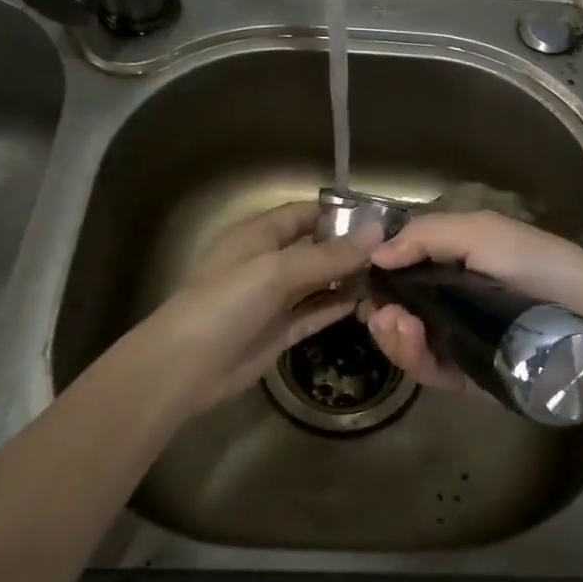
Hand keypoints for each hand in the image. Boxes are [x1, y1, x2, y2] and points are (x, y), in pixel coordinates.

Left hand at [98, 202, 378, 422]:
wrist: (184, 369)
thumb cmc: (225, 304)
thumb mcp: (276, 271)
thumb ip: (327, 254)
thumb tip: (378, 234)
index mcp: (259, 235)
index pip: (305, 213)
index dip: (339, 213)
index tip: (382, 218)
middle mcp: (269, 262)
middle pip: (316, 247)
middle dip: (351, 247)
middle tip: (398, 252)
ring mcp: (275, 298)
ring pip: (319, 281)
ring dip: (349, 278)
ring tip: (393, 277)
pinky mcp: (280, 331)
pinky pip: (316, 312)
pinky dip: (339, 306)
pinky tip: (369, 303)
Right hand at [361, 211, 582, 428]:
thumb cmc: (543, 270)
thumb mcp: (486, 233)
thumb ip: (428, 236)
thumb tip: (376, 253)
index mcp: (463, 261)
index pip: (408, 265)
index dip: (381, 269)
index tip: (361, 274)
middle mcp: (458, 300)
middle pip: (402, 306)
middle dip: (382, 307)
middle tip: (378, 310)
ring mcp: (463, 341)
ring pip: (410, 341)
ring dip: (392, 333)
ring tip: (393, 323)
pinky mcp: (471, 378)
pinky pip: (430, 370)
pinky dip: (413, 358)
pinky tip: (409, 339)